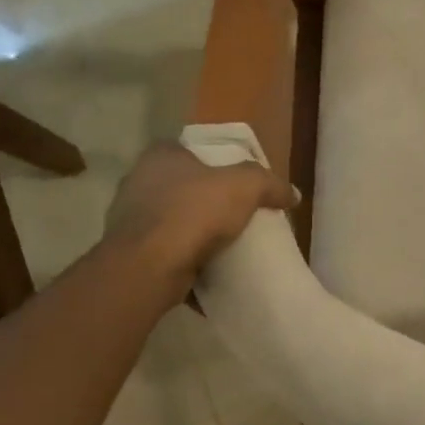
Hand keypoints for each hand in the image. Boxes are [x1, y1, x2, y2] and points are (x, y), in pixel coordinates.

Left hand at [102, 141, 297, 295]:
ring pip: (174, 222)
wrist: (149, 266)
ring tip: (225, 247)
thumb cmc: (193, 213)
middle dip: (209, 203)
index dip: (220, 167)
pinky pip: (167, 252)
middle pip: (185, 188)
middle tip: (239, 218)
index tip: (242, 187)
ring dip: (195, 234)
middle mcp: (139, 181)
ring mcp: (130, 219)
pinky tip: (207, 271)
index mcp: (161, 156)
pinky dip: (185, 261)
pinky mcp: (131, 252)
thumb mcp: (245, 186)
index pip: (194, 152)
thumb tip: (293, 194)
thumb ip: (270, 184)